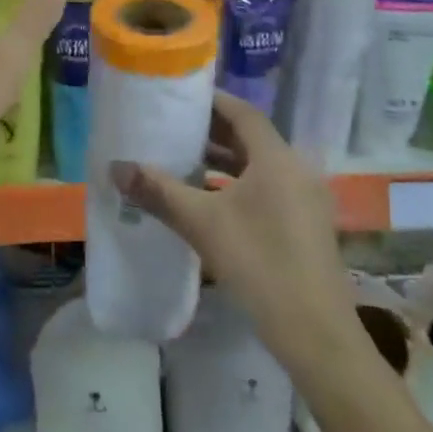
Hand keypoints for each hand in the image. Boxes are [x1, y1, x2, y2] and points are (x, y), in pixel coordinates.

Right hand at [111, 90, 358, 370]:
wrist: (316, 334)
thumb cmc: (259, 264)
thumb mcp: (202, 224)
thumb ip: (159, 192)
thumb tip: (116, 167)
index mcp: (277, 158)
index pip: (242, 113)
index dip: (212, 101)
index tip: (180, 97)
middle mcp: (295, 169)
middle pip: (251, 137)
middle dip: (213, 131)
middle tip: (174, 127)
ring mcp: (305, 199)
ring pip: (259, 166)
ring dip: (224, 160)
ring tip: (184, 160)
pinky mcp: (305, 224)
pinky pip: (268, 188)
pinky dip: (239, 184)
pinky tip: (210, 200)